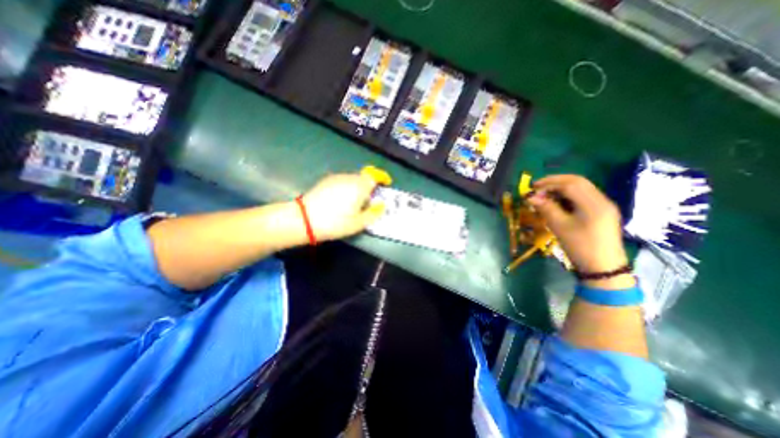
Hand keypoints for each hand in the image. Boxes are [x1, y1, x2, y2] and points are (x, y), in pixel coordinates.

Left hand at [299, 173, 384, 241]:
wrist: (304, 219)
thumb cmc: (335, 222)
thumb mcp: (358, 223)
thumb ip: (373, 213)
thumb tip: (382, 205)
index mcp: (360, 186)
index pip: (375, 175)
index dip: (382, 178)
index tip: (385, 184)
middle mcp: (349, 178)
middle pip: (364, 177)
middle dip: (369, 187)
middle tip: (368, 201)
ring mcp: (336, 178)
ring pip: (353, 179)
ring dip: (357, 187)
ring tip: (353, 204)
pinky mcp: (326, 181)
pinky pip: (342, 182)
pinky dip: (346, 188)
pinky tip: (340, 201)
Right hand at [524, 175, 632, 289]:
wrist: (603, 267)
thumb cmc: (580, 247)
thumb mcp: (560, 227)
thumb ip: (546, 208)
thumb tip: (531, 197)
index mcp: (593, 204)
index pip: (570, 184)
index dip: (549, 183)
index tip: (533, 189)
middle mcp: (601, 200)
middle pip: (578, 182)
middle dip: (555, 181)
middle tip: (537, 187)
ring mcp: (604, 205)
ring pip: (581, 187)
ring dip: (561, 187)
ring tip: (545, 194)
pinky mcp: (602, 211)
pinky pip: (583, 196)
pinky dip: (568, 194)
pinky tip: (558, 201)